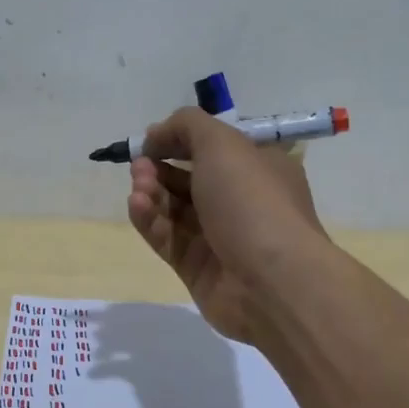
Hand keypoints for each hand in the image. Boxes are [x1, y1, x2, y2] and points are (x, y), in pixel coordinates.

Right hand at [126, 107, 329, 344]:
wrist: (271, 281)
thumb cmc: (252, 201)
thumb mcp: (223, 143)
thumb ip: (186, 126)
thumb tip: (157, 134)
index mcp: (258, 168)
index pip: (215, 147)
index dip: (180, 140)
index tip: (151, 140)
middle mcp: (240, 201)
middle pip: (189, 178)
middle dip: (159, 167)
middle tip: (140, 165)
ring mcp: (218, 237)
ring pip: (174, 209)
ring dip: (151, 192)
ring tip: (139, 186)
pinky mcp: (196, 267)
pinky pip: (167, 238)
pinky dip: (149, 220)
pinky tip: (137, 206)